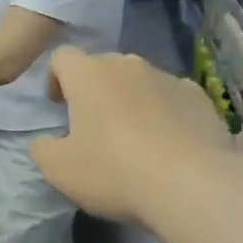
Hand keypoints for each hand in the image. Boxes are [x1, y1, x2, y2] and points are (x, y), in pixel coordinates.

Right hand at [29, 48, 240, 224]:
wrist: (193, 185)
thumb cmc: (115, 171)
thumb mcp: (60, 170)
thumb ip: (42, 148)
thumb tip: (44, 141)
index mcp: (89, 75)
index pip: (62, 57)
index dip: (56, 79)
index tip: (59, 107)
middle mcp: (128, 65)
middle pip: (103, 66)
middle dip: (94, 90)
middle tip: (94, 126)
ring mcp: (168, 78)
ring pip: (139, 81)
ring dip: (130, 100)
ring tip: (135, 139)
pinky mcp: (200, 97)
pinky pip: (172, 97)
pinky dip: (164, 113)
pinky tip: (168, 145)